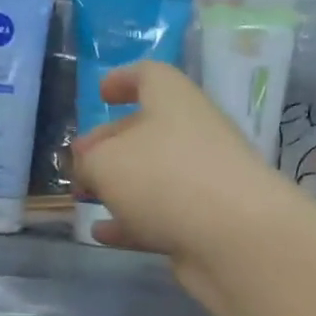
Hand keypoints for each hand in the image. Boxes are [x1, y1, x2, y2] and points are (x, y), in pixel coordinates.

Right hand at [72, 62, 292, 290]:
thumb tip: (89, 166)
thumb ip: (89, 161)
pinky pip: (160, 216)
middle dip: (111, 143)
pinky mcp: (204, 223)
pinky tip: (100, 234)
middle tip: (79, 162)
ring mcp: (202, 182)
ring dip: (119, 185)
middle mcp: (193, 135)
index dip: (124, 79)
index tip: (101, 93)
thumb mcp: (107, 163)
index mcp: (174, 101)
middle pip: (148, 131)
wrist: (235, 239)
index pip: (150, 77)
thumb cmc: (165, 179)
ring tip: (83, 197)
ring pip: (154, 177)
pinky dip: (130, 222)